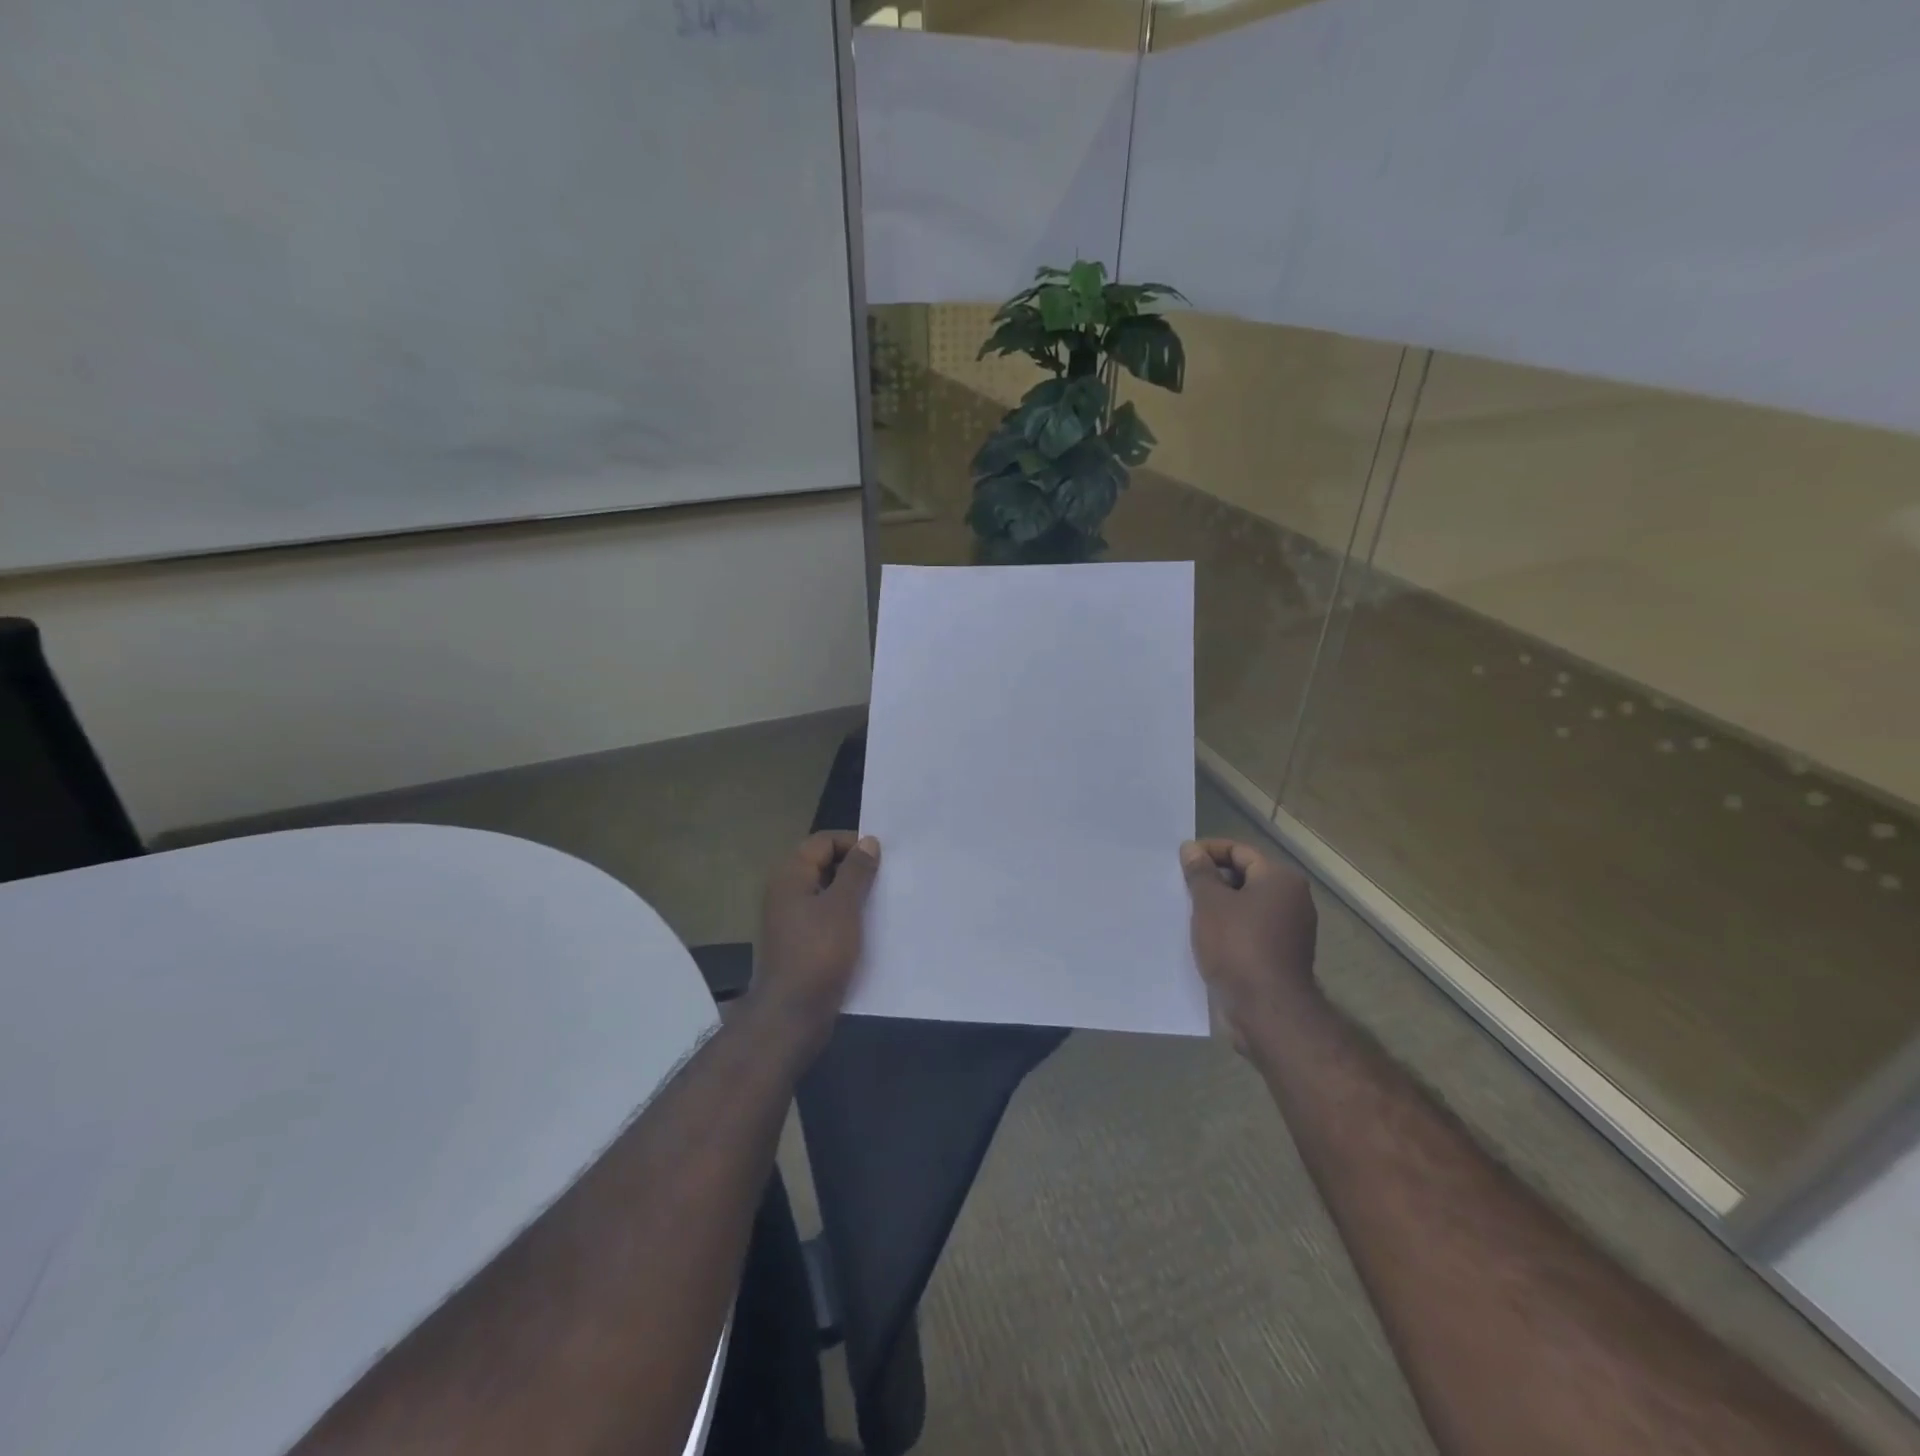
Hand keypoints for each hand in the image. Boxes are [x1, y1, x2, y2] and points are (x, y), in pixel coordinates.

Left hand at [749, 831, 880, 1055]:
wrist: (794, 1013)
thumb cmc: (819, 952)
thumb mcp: (843, 906)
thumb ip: (857, 871)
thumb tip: (868, 841)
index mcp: (790, 875)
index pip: (823, 841)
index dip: (852, 844)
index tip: (882, 860)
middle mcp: (786, 891)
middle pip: (823, 864)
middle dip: (855, 869)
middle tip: (886, 880)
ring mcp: (791, 918)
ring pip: (827, 892)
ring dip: (853, 894)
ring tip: (882, 903)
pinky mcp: (800, 942)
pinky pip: (826, 916)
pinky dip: (846, 916)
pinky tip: (869, 928)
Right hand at [1180, 839, 1319, 1053]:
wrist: (1267, 1010)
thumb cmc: (1238, 946)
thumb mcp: (1210, 903)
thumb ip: (1200, 872)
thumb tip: (1192, 849)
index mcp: (1280, 879)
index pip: (1240, 851)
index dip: (1208, 851)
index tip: (1181, 860)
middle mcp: (1292, 899)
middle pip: (1245, 877)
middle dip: (1212, 880)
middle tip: (1181, 886)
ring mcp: (1291, 930)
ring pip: (1246, 906)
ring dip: (1218, 906)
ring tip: (1187, 912)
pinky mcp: (1282, 955)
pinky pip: (1251, 930)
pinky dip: (1229, 929)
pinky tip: (1205, 938)